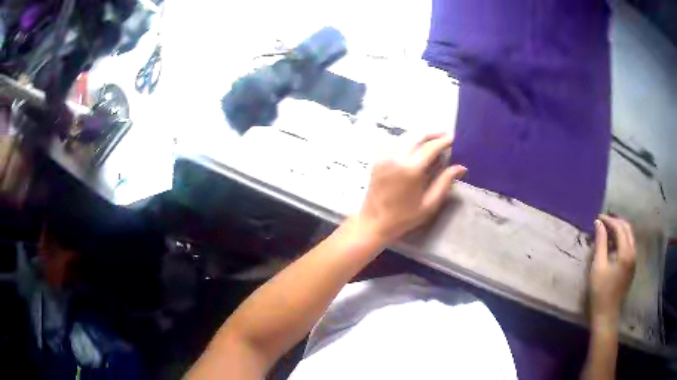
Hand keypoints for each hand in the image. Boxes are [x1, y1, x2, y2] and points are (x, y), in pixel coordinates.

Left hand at [356, 133, 466, 242]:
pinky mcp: (377, 158)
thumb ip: (445, 182)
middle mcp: (396, 157)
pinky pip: (396, 143)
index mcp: (411, 169)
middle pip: (418, 136)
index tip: (453, 138)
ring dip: (420, 137)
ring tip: (432, 143)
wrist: (373, 222)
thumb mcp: (429, 204)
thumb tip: (461, 167)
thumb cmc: (403, 217)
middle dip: (433, 135)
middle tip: (445, 138)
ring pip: (406, 137)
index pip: (431, 147)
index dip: (444, 141)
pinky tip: (415, 150)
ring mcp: (384, 156)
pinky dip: (408, 142)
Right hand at [589, 215, 636, 326]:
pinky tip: (613, 245)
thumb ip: (600, 243)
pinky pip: (629, 245)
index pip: (620, 227)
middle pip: (627, 228)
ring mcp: (634, 260)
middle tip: (603, 222)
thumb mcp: (598, 266)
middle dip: (616, 222)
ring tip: (607, 231)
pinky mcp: (631, 266)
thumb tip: (599, 223)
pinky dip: (622, 239)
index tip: (598, 218)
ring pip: (629, 236)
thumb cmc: (600, 291)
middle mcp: (633, 252)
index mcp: (626, 252)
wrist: (607, 314)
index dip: (609, 220)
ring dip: (619, 230)